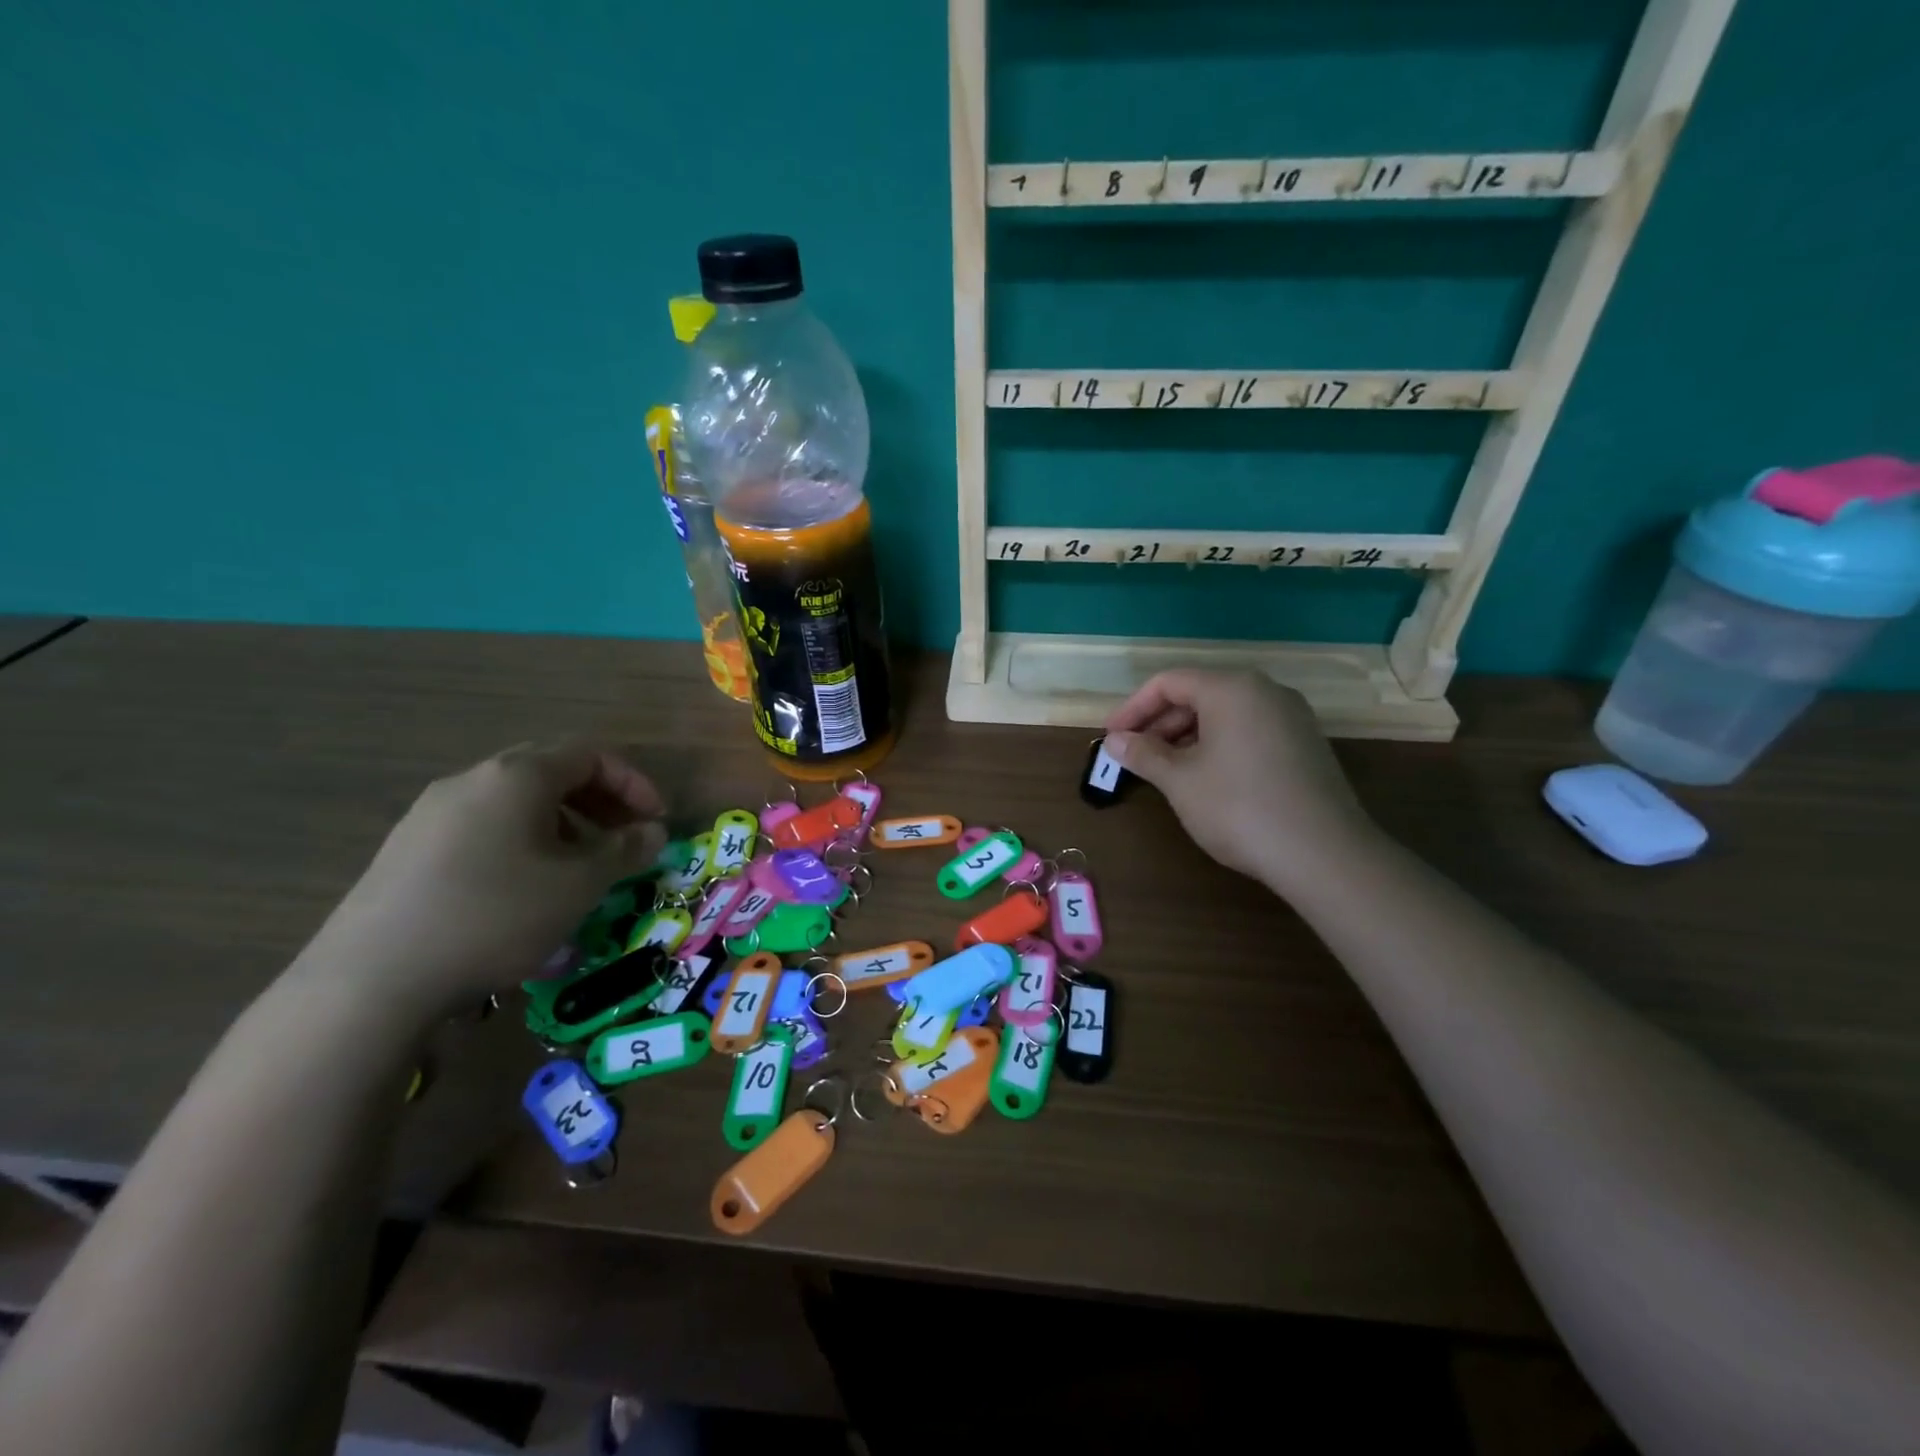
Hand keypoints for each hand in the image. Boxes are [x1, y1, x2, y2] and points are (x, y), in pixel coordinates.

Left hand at [305, 741, 666, 1013]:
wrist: (371, 981)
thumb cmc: (496, 916)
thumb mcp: (579, 885)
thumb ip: (624, 850)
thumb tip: (653, 832)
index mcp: (517, 776)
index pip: (591, 754)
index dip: (634, 782)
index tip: (656, 821)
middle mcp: (472, 780)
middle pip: (552, 770)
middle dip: (599, 800)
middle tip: (624, 837)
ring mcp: (431, 813)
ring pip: (516, 800)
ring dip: (563, 821)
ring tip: (580, 864)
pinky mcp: (406, 848)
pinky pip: (483, 825)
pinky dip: (523, 840)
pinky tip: (525, 885)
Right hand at [1104, 670, 1375, 888]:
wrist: (1323, 854)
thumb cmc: (1239, 807)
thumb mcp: (1180, 781)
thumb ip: (1143, 754)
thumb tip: (1115, 741)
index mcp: (1231, 688)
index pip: (1169, 682)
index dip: (1133, 708)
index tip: (1110, 738)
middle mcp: (1264, 691)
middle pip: (1198, 693)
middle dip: (1160, 723)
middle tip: (1133, 756)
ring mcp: (1291, 717)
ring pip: (1225, 713)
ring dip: (1187, 736)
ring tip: (1164, 770)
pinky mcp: (1305, 744)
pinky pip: (1249, 730)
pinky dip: (1218, 745)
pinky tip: (1205, 778)